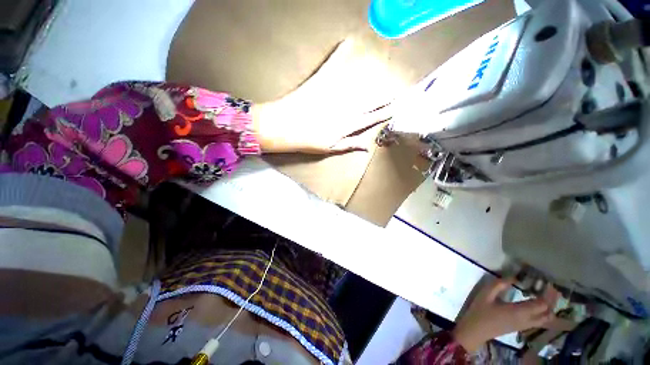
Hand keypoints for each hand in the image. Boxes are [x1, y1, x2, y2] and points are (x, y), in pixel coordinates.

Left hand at [252, 38, 401, 153]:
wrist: (286, 126)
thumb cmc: (308, 141)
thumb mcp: (331, 148)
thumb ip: (350, 145)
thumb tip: (367, 147)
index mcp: (348, 125)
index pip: (371, 118)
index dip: (385, 113)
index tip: (396, 107)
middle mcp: (346, 108)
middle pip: (369, 102)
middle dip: (384, 98)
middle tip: (397, 92)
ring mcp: (334, 93)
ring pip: (358, 86)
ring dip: (372, 80)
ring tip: (383, 75)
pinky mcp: (322, 82)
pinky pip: (333, 65)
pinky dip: (340, 53)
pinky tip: (347, 42)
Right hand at [452, 278, 559, 352]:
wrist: (475, 330)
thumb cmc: (480, 311)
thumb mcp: (485, 295)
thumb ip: (498, 285)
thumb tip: (513, 277)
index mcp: (519, 312)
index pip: (542, 305)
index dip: (548, 294)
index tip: (548, 283)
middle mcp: (526, 320)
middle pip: (548, 313)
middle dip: (552, 301)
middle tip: (551, 289)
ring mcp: (524, 325)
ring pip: (545, 319)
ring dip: (549, 308)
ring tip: (546, 295)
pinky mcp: (521, 327)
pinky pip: (539, 321)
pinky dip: (543, 313)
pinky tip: (536, 305)